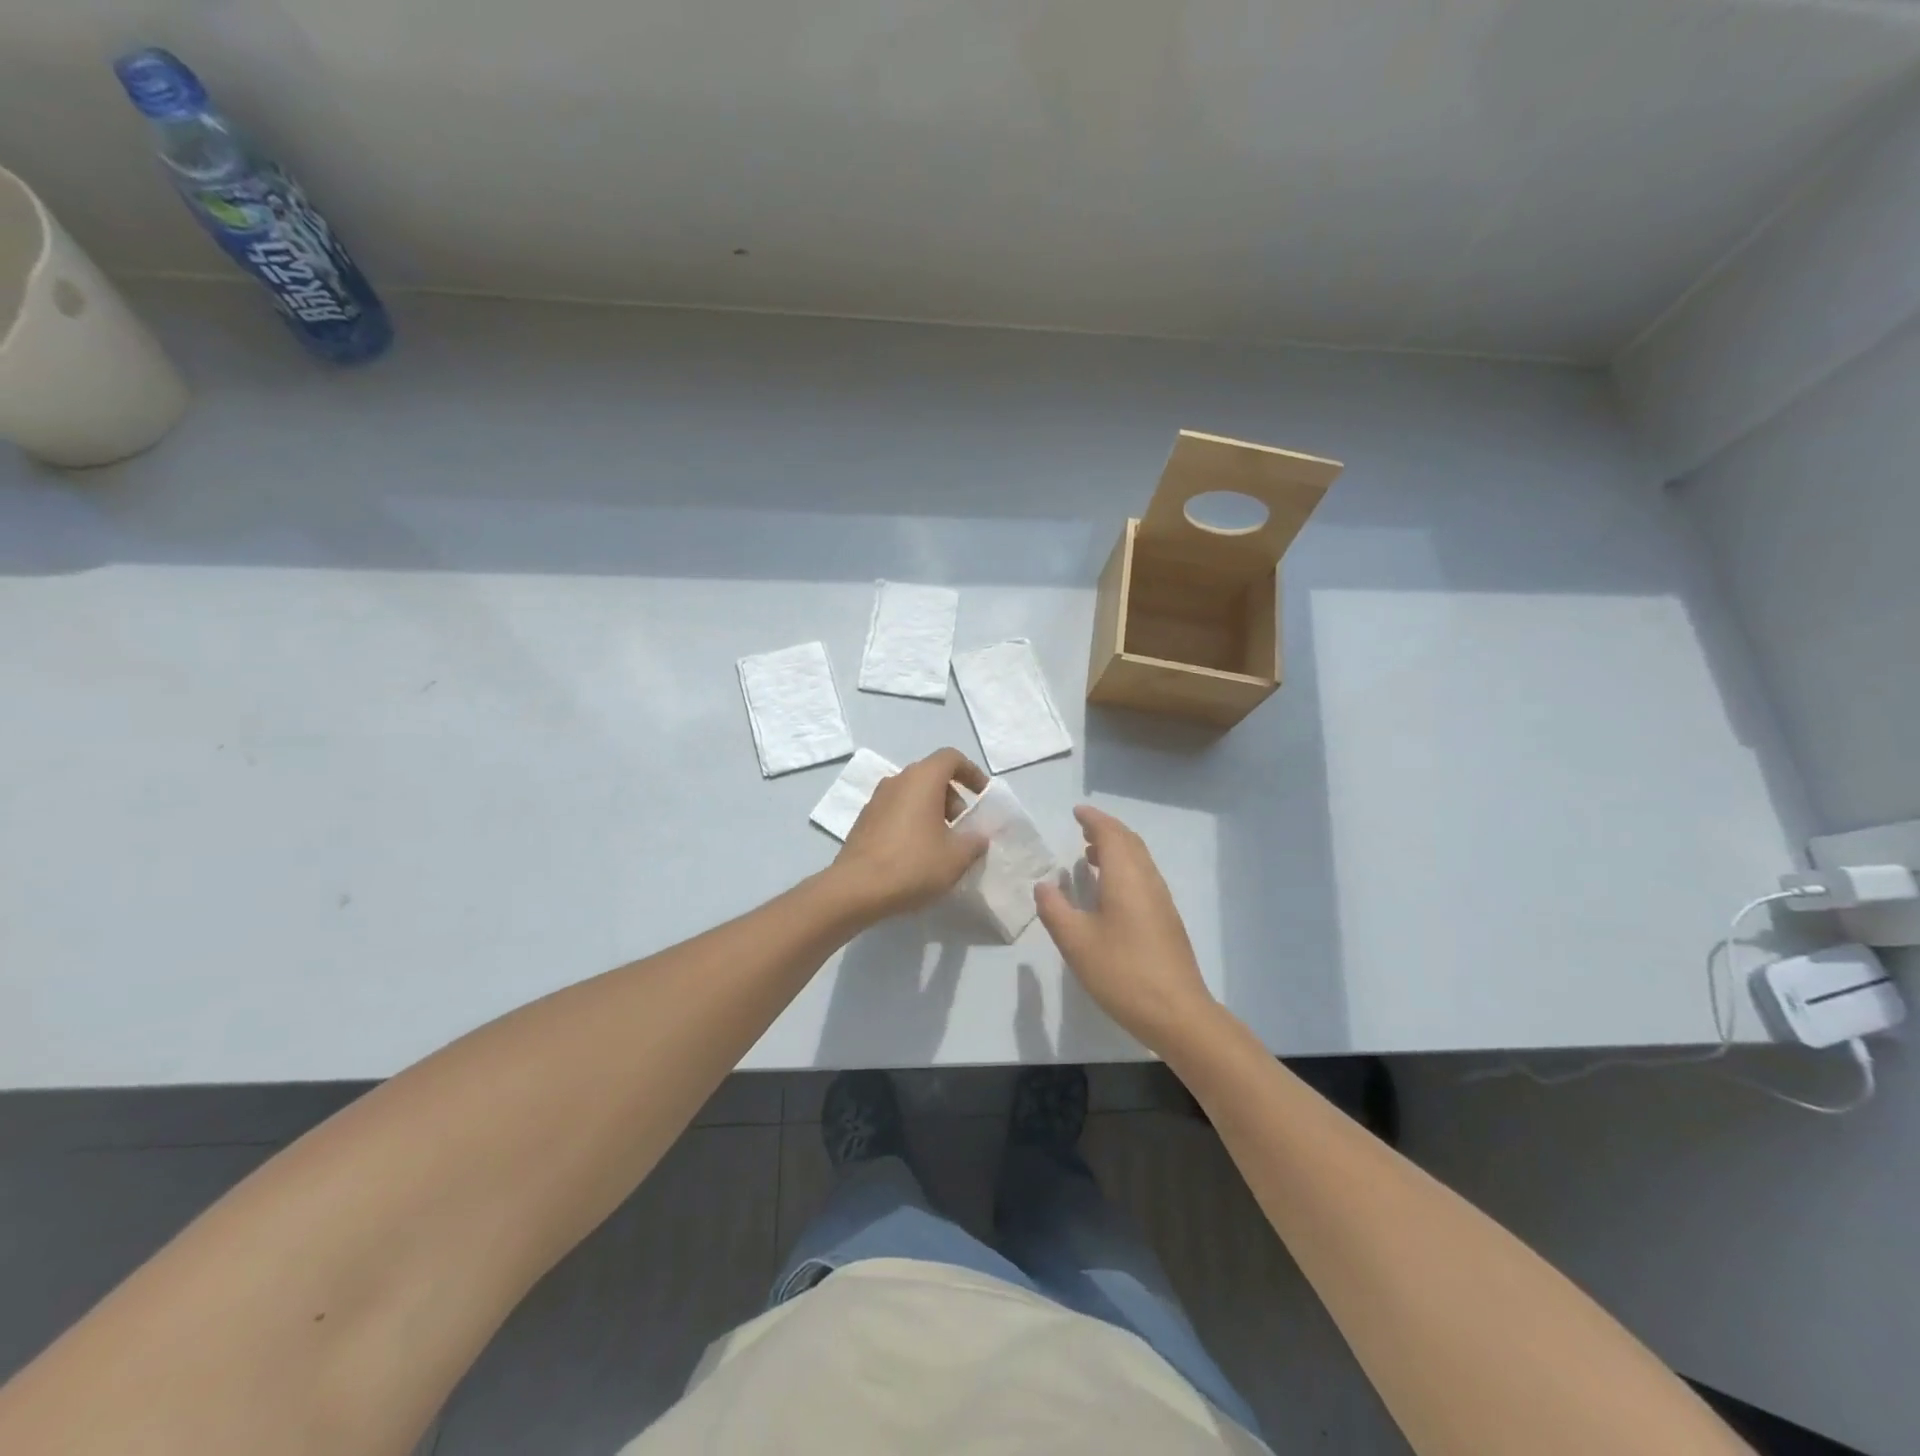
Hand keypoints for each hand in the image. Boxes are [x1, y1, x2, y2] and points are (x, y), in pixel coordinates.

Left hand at [832, 748, 989, 917]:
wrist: (856, 889)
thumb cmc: (912, 865)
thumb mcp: (956, 857)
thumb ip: (974, 841)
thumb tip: (978, 836)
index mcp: (922, 779)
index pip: (951, 758)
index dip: (971, 772)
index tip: (982, 796)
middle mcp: (897, 781)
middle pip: (931, 776)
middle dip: (953, 798)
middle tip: (963, 829)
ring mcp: (876, 799)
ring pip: (913, 794)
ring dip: (932, 811)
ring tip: (942, 844)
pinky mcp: (864, 820)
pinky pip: (896, 810)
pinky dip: (913, 822)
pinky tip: (917, 853)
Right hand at [1035, 805, 1216, 1051]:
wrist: (1177, 1013)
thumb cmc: (1122, 972)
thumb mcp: (1076, 942)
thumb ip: (1055, 909)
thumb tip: (1044, 884)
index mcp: (1126, 878)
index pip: (1111, 834)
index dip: (1093, 819)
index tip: (1076, 812)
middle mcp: (1148, 881)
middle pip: (1130, 842)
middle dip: (1106, 830)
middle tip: (1082, 828)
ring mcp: (1161, 901)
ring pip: (1140, 860)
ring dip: (1117, 849)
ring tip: (1091, 855)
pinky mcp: (1166, 920)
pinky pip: (1144, 878)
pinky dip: (1125, 868)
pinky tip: (1110, 891)